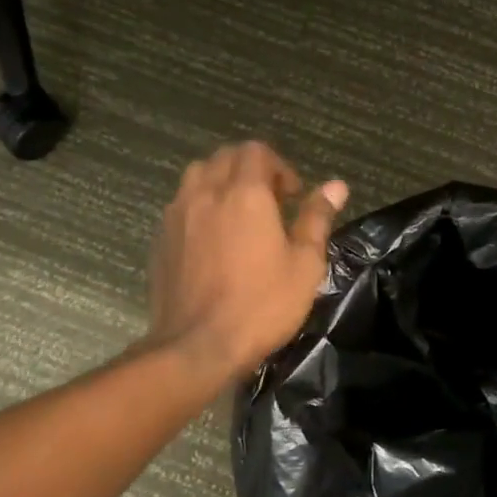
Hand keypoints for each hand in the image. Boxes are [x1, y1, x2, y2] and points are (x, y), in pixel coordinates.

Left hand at [147, 142, 348, 380]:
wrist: (196, 346)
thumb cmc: (261, 305)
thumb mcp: (304, 265)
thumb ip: (317, 219)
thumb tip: (336, 185)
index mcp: (245, 194)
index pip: (256, 151)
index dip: (279, 166)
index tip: (293, 196)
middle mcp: (206, 193)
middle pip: (225, 157)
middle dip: (250, 169)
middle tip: (270, 202)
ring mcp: (177, 215)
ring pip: (197, 175)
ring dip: (220, 181)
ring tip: (237, 213)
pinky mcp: (160, 239)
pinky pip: (180, 204)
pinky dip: (200, 205)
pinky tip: (212, 238)